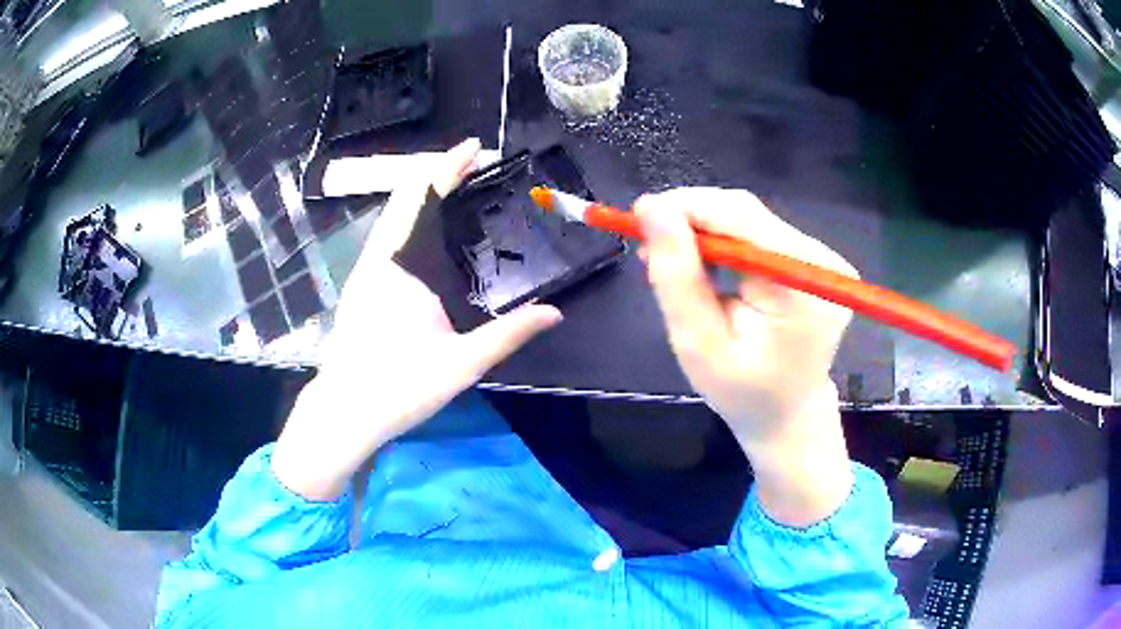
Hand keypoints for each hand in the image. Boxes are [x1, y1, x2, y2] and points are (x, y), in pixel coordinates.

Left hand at [272, 139, 562, 500]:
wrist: (344, 411)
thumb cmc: (400, 387)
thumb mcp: (462, 363)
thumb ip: (509, 334)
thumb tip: (554, 314)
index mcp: (401, 265)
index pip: (424, 197)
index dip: (449, 166)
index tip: (475, 148)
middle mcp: (379, 258)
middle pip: (403, 196)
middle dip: (436, 172)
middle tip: (472, 163)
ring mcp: (365, 270)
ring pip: (391, 214)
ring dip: (420, 193)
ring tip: (454, 185)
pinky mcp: (360, 286)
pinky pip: (385, 235)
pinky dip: (408, 216)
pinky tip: (424, 230)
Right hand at [637, 188, 854, 526]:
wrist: (788, 416)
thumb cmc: (743, 393)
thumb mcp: (698, 343)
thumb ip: (677, 276)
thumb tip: (652, 209)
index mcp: (802, 284)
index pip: (741, 216)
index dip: (687, 206)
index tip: (638, 216)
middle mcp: (822, 260)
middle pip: (746, 214)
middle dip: (691, 221)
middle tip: (647, 243)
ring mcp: (823, 259)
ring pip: (750, 221)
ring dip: (705, 232)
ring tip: (669, 260)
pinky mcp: (814, 262)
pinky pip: (760, 236)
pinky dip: (725, 244)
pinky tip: (703, 264)